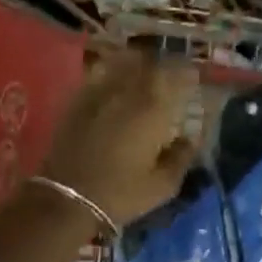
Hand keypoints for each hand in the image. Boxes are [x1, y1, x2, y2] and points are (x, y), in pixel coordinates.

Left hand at [38, 49, 197, 226]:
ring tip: (146, 67)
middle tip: (172, 71)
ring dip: (139, 62)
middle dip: (164, 64)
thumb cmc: (120, 194)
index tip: (194, 75)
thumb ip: (181, 157)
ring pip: (123, 62)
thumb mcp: (163, 185)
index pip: (176, 75)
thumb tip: (190, 139)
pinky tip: (116, 77)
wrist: (67, 199)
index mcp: (153, 109)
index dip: (187, 71)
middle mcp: (128, 91)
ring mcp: (99, 92)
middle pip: (150, 63)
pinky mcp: (77, 99)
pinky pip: (99, 73)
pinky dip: (112, 69)